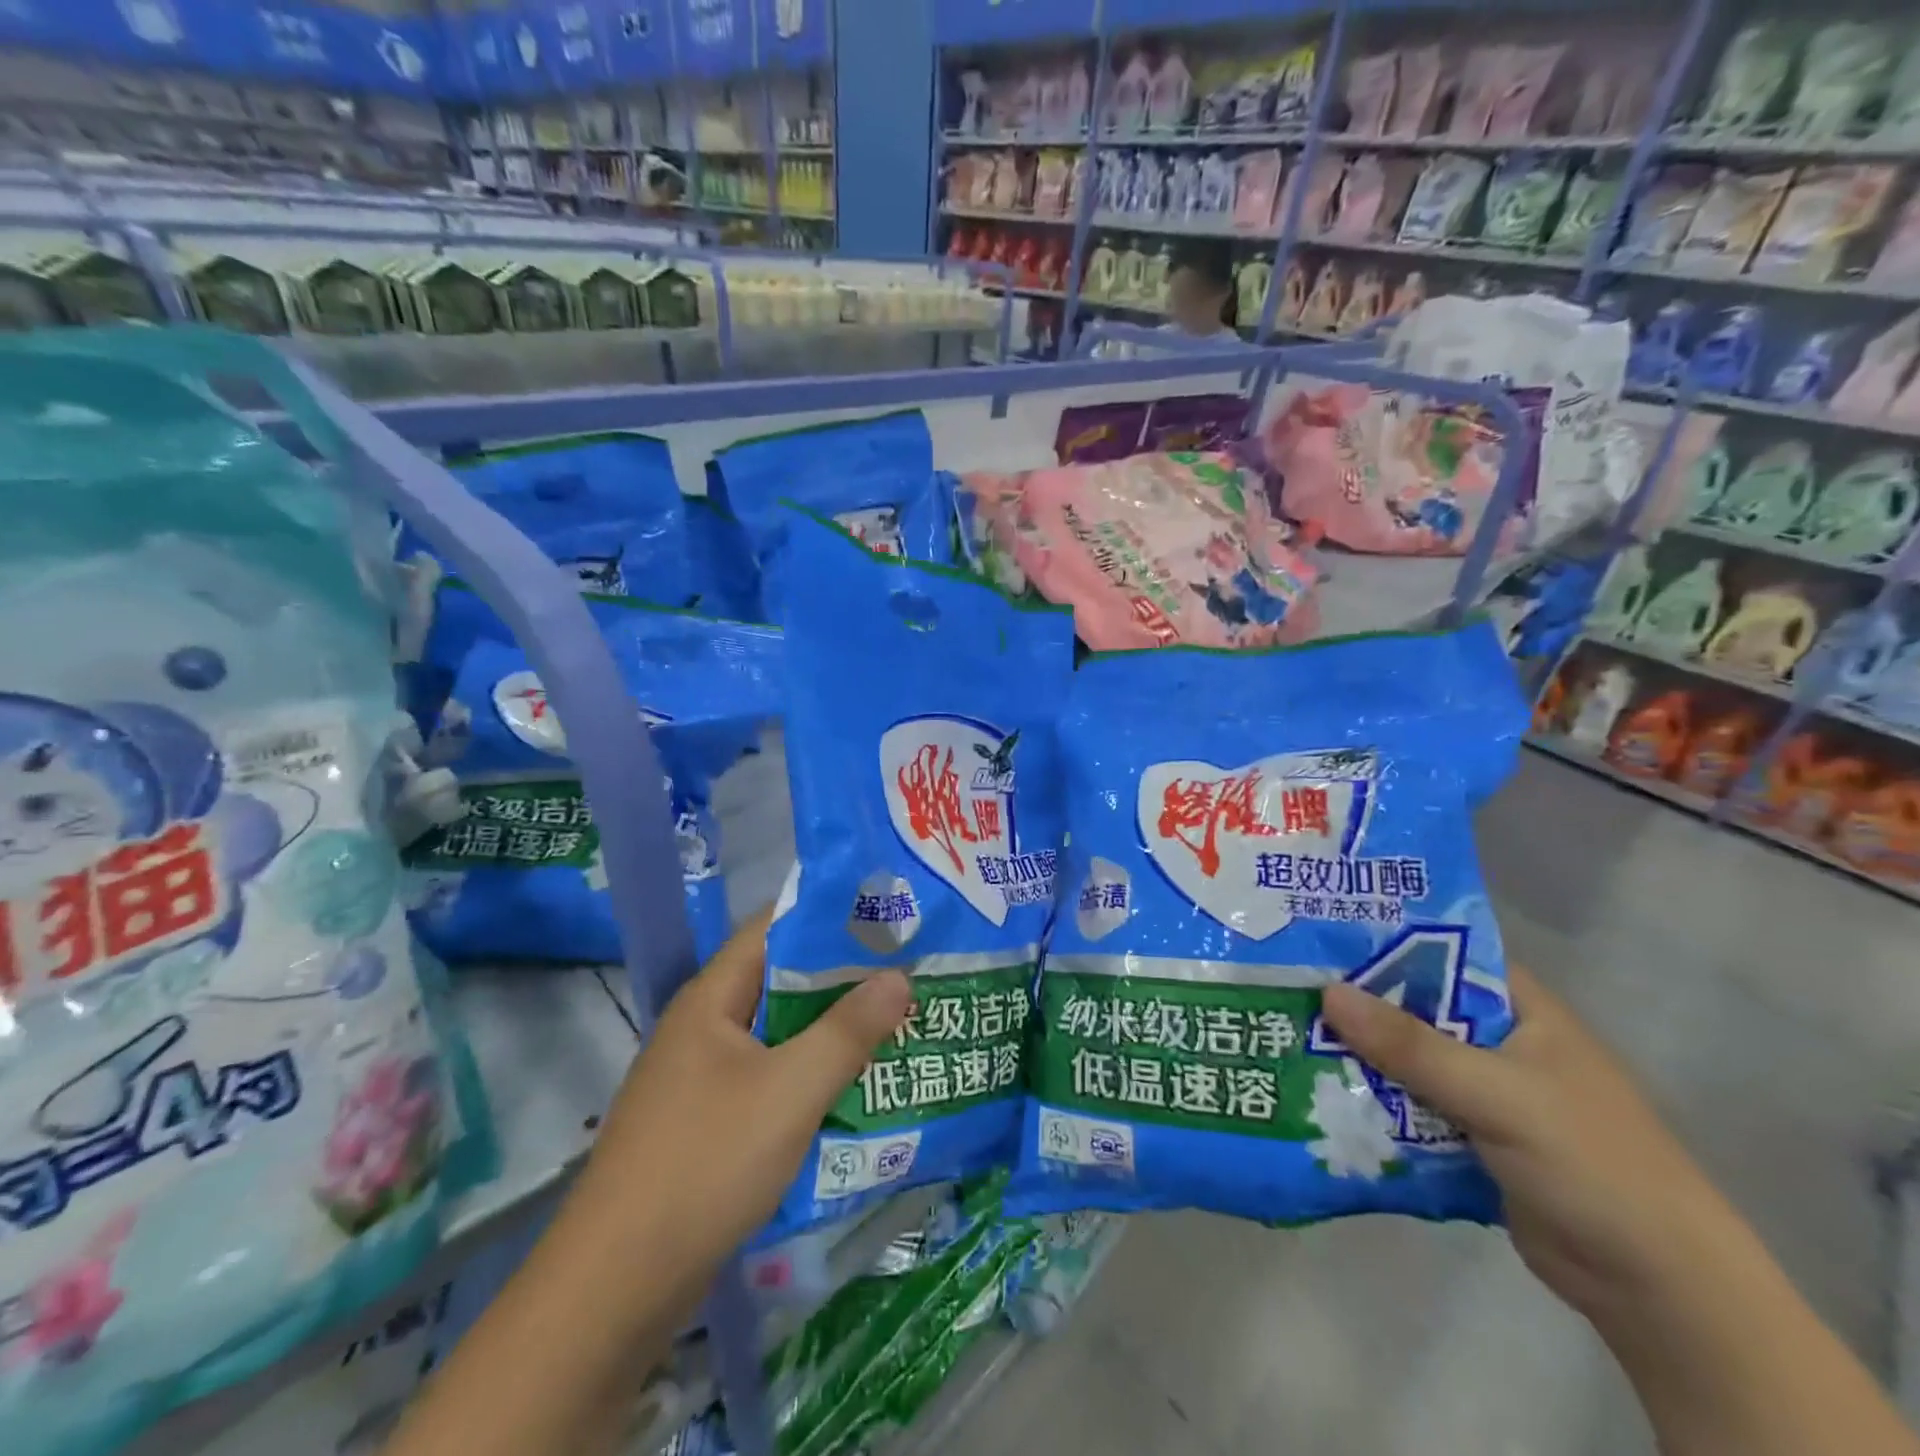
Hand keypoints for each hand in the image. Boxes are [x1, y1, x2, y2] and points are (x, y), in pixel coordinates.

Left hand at [578, 909, 912, 1281]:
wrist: (615, 1288)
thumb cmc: (705, 1164)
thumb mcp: (789, 1091)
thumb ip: (847, 1031)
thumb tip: (899, 977)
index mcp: (712, 998)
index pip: (773, 927)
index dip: (829, 914)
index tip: (886, 913)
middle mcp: (704, 1026)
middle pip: (780, 980)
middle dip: (842, 975)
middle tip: (906, 969)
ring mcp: (702, 1077)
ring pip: (778, 1033)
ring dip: (830, 1027)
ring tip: (894, 1020)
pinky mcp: (708, 1123)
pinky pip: (770, 1077)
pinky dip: (811, 1072)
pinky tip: (855, 1084)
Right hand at [1321, 965, 1737, 1322]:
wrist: (1656, 1288)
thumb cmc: (1591, 1163)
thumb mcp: (1497, 1094)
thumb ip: (1411, 1045)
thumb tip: (1326, 991)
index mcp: (1518, 1009)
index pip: (1439, 952)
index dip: (1379, 939)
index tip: (1314, 932)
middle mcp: (1497, 1040)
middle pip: (1412, 1006)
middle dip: (1354, 1002)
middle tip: (1281, 984)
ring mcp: (1482, 1090)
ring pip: (1404, 1058)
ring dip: (1355, 1054)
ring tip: (1283, 1033)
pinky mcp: (1467, 1135)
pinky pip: (1407, 1104)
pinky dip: (1371, 1100)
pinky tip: (1317, 1091)